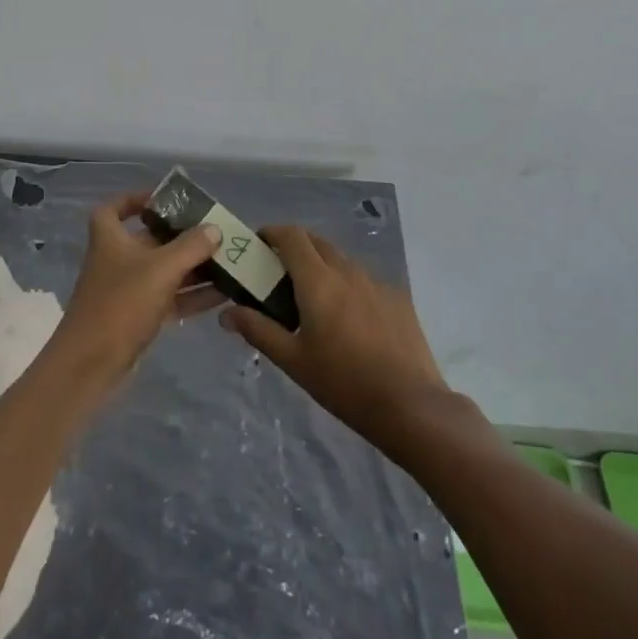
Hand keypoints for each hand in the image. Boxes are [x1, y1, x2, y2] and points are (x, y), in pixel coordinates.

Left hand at [46, 191, 224, 394]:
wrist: (90, 365)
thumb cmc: (120, 304)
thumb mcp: (160, 269)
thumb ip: (190, 247)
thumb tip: (214, 229)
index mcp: (110, 239)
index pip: (114, 209)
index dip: (135, 200)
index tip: (164, 200)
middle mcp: (117, 260)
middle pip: (150, 240)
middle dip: (182, 237)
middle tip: (215, 233)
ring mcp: (127, 291)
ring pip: (164, 271)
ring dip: (193, 267)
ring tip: (229, 262)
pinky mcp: (138, 318)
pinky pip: (170, 298)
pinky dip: (192, 295)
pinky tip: (223, 294)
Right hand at [220, 226, 449, 456]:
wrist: (411, 405)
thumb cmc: (343, 382)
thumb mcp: (293, 360)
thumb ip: (258, 330)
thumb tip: (226, 313)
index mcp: (318, 280)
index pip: (292, 235)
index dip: (272, 232)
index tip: (258, 245)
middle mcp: (348, 271)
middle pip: (317, 242)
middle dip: (295, 248)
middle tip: (279, 274)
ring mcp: (377, 282)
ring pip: (342, 261)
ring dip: (322, 267)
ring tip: (313, 300)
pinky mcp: (398, 298)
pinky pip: (364, 281)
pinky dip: (348, 286)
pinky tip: (349, 321)